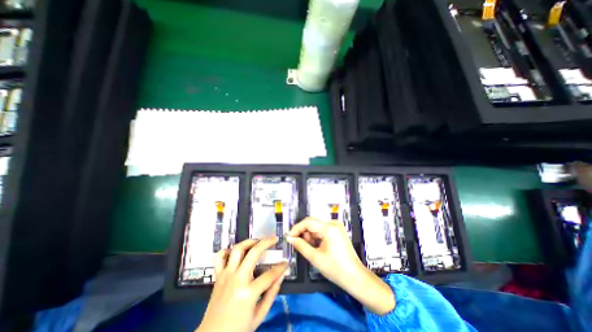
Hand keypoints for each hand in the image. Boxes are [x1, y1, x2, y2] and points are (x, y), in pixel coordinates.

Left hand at [196, 238, 288, 330]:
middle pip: (253, 253)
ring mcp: (226, 276)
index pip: (270, 275)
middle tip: (274, 239)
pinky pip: (220, 257)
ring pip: (237, 250)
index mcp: (248, 293)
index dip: (281, 267)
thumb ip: (272, 294)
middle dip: (266, 243)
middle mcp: (237, 279)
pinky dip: (228, 250)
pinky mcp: (218, 276)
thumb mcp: (259, 315)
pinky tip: (235, 251)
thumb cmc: (238, 330)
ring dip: (249, 242)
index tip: (286, 263)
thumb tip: (281, 276)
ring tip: (257, 241)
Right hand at [285, 217, 362, 286]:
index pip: (308, 221)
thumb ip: (301, 245)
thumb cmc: (336, 269)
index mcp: (329, 228)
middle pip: (312, 222)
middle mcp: (333, 223)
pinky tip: (316, 246)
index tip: (289, 237)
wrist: (355, 277)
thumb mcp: (315, 258)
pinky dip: (316, 236)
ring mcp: (336, 226)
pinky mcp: (337, 231)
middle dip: (303, 232)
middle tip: (298, 244)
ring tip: (309, 248)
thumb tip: (290, 239)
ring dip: (310, 235)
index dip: (297, 228)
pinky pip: (322, 229)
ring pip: (316, 226)